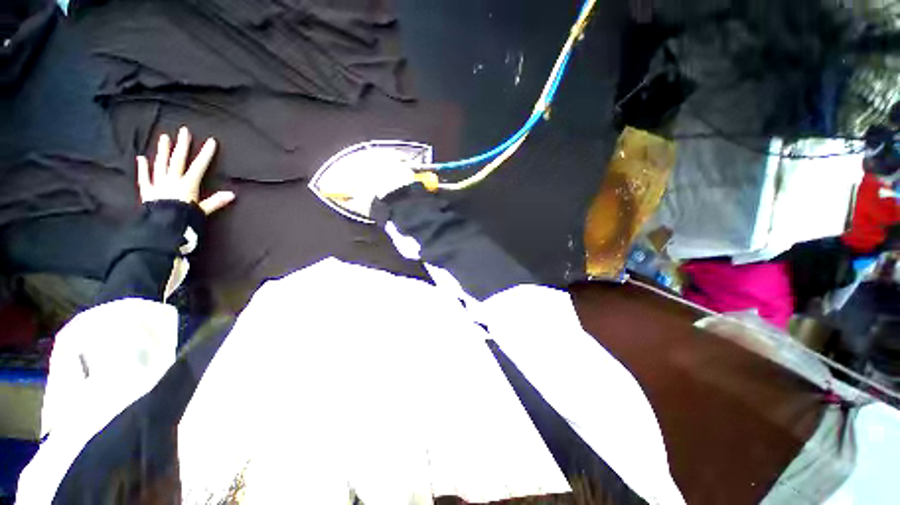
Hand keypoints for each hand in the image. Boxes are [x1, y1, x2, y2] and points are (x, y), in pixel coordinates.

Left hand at [137, 127, 234, 214]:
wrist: (161, 227)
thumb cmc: (184, 219)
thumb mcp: (203, 211)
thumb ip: (215, 202)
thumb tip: (232, 194)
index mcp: (187, 184)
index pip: (199, 166)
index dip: (206, 153)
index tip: (211, 141)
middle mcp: (172, 180)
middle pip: (178, 160)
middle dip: (182, 145)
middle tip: (183, 131)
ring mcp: (158, 184)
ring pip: (161, 164)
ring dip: (163, 151)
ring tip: (164, 137)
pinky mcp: (147, 191)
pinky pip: (144, 177)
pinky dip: (143, 167)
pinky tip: (142, 158)